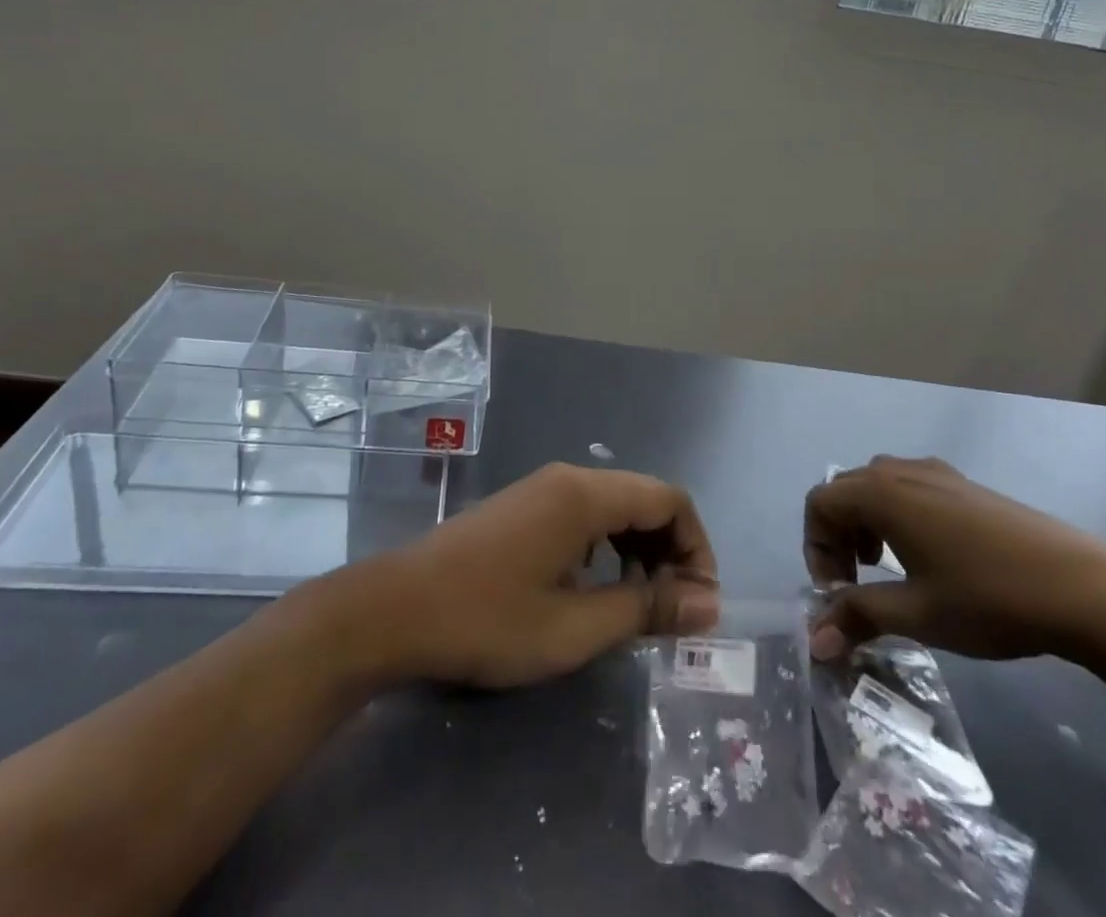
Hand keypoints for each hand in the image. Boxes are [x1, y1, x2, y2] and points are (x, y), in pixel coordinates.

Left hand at [370, 462, 720, 687]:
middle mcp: (568, 478)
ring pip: (614, 506)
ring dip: (640, 550)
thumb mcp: (574, 627)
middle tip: (673, 612)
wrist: (397, 608)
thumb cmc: (488, 620)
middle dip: (670, 550)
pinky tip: (595, 587)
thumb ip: (645, 609)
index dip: (696, 547)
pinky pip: (585, 514)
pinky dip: (608, 546)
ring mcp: (541, 489)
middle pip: (644, 498)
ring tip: (638, 605)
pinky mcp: (523, 506)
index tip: (699, 604)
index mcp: (586, 495)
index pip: (669, 499)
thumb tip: (709, 604)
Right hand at [805, 456, 1105, 663]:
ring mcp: (936, 472)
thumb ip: (858, 616)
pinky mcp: (964, 484)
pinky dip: (897, 516)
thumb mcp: (916, 614)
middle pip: (845, 491)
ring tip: (888, 569)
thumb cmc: (988, 598)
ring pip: (877, 487)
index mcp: (880, 493)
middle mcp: (900, 470)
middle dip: (838, 537)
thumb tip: (814, 641)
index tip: (837, 592)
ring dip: (866, 524)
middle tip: (855, 584)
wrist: (1084, 587)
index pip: (819, 503)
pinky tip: (929, 558)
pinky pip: (909, 489)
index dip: (815, 547)